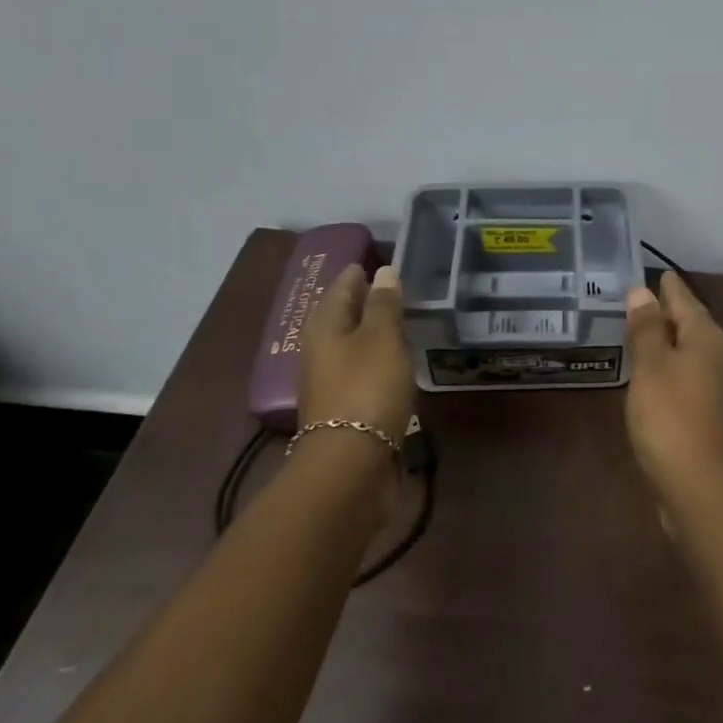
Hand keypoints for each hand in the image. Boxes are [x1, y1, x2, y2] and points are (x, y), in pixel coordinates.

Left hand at [297, 263, 415, 444]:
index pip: (342, 286)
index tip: (381, 260)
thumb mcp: (382, 338)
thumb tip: (383, 271)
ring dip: (372, 333)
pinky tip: (396, 362)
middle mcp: (320, 351)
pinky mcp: (345, 409)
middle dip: (365, 302)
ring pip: (352, 346)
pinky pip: (362, 372)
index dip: (360, 272)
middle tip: (396, 288)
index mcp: (324, 326)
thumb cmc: (367, 387)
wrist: (351, 463)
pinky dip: (377, 361)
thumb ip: (384, 304)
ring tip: (402, 322)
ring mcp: (330, 382)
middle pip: (343, 316)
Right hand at [624, 272, 722, 505]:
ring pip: (695, 354)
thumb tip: (642, 292)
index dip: (669, 288)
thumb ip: (647, 328)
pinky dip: (675, 371)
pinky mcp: (717, 417)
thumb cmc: (671, 416)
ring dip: (673, 344)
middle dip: (671, 314)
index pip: (686, 301)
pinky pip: (694, 379)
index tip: (660, 273)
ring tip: (647, 337)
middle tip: (644, 303)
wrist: (702, 486)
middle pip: (694, 326)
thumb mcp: (651, 366)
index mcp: (709, 339)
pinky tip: (658, 379)